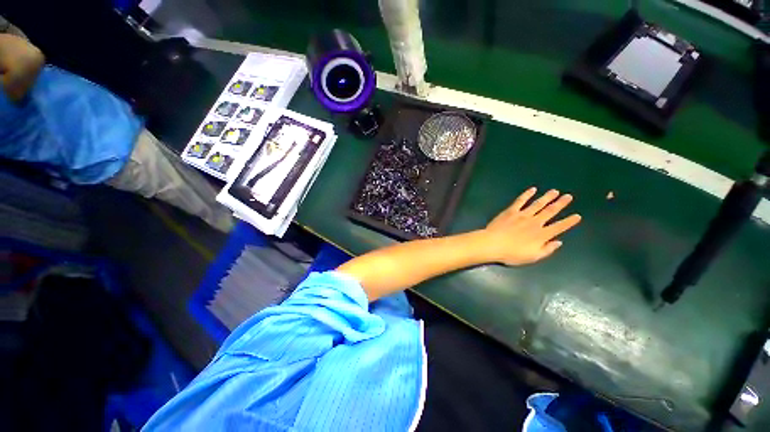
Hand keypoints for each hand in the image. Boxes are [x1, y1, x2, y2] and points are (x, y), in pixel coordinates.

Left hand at [482, 187, 581, 265]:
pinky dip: (527, 195)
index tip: (577, 216)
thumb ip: (547, 250)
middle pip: (550, 211)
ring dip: (547, 197)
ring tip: (555, 191)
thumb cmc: (511, 254)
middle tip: (568, 196)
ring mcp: (522, 215)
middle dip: (560, 204)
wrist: (493, 244)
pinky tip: (532, 190)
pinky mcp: (511, 211)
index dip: (569, 222)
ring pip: (538, 204)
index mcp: (542, 235)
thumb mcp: (532, 257)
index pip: (559, 227)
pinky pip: (520, 201)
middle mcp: (535, 222)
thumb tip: (558, 242)